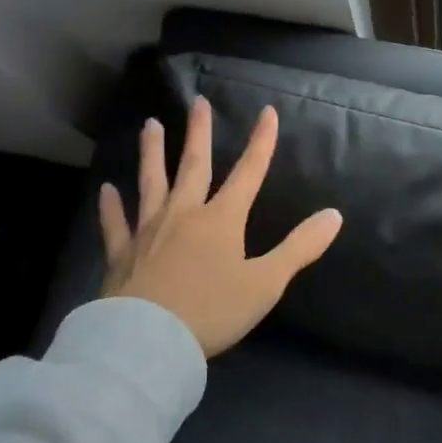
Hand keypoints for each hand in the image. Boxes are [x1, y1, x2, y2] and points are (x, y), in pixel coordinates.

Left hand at [98, 96, 342, 356]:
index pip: (248, 172)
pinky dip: (111, 207)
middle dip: (198, 133)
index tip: (266, 112)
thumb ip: (300, 247)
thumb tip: (334, 214)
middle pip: (194, 166)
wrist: (148, 341)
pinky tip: (106, 190)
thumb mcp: (266, 282)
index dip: (261, 142)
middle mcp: (184, 214)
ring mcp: (149, 231)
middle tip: (198, 102)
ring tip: (150, 125)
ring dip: (152, 153)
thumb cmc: (212, 311)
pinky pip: (116, 225)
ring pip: (151, 183)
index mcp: (221, 219)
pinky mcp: (121, 254)